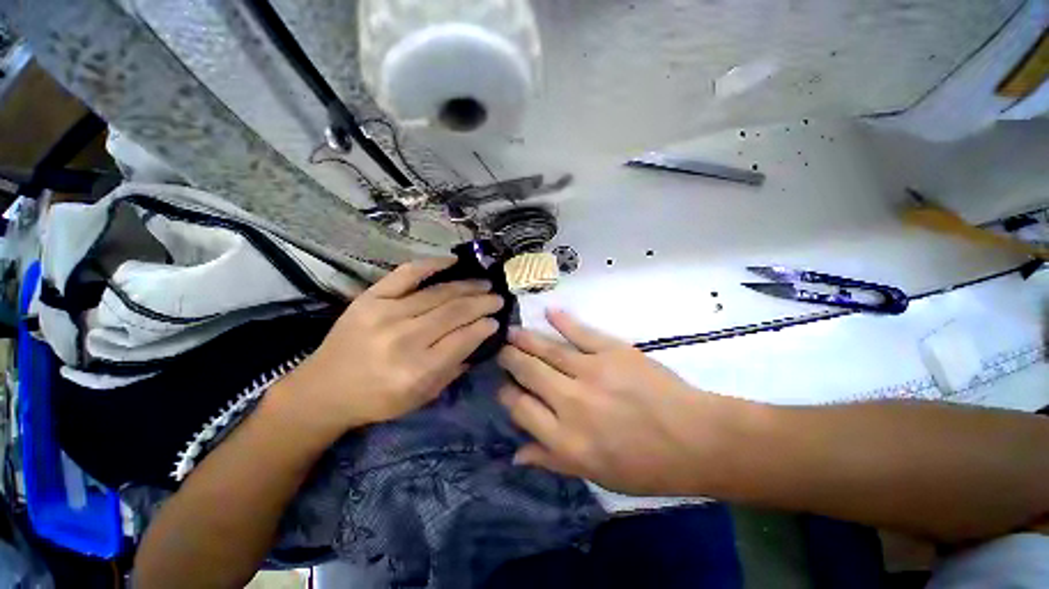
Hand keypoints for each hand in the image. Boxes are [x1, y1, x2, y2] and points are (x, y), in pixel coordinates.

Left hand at [281, 258, 501, 436]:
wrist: (324, 389)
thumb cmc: (377, 399)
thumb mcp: (422, 397)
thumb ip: (454, 368)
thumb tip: (479, 338)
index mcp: (416, 370)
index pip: (463, 340)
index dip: (484, 327)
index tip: (497, 320)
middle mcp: (403, 339)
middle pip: (454, 313)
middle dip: (482, 303)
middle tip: (498, 298)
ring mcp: (385, 314)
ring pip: (438, 293)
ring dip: (467, 286)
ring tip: (485, 284)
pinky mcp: (370, 298)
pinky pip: (406, 274)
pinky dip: (432, 264)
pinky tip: (453, 261)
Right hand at [497, 309, 743, 495]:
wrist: (696, 439)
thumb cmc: (647, 466)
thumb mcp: (596, 475)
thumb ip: (552, 460)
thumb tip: (516, 453)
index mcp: (566, 439)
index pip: (521, 409)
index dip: (508, 395)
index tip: (505, 387)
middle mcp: (572, 403)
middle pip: (529, 373)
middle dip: (510, 360)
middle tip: (502, 352)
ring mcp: (592, 372)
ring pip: (548, 350)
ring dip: (526, 339)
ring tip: (511, 332)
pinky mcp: (613, 351)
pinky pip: (581, 333)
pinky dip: (563, 321)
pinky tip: (548, 312)